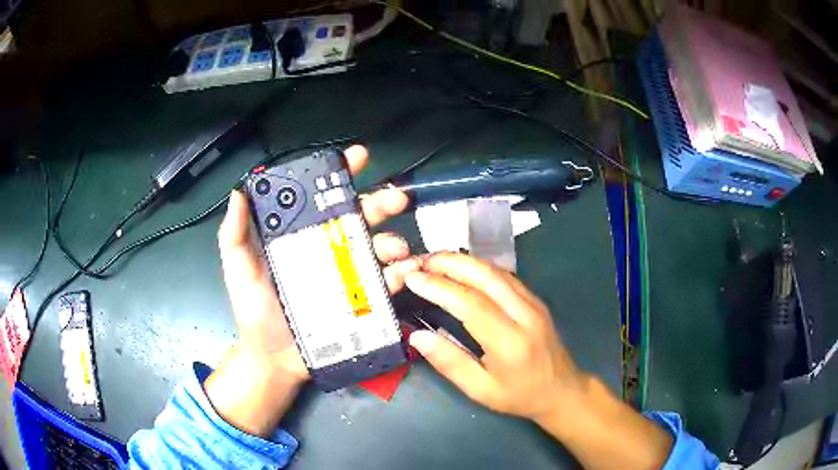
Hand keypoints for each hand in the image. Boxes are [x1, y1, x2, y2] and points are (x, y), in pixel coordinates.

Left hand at [205, 145, 419, 435]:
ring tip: (395, 248)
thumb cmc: (255, 314)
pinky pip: (385, 283)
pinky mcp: (361, 301)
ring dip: (392, 241)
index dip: (339, 175)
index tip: (358, 158)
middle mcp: (326, 250)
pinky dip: (399, 275)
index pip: (320, 199)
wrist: (276, 361)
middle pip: (357, 218)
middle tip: (396, 199)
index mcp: (299, 238)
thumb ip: (234, 235)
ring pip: (377, 247)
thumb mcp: (239, 271)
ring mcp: (347, 275)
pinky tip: (403, 272)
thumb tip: (239, 192)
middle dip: (379, 203)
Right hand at [404, 252, 584, 420]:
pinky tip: (463, 268)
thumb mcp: (480, 390)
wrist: (562, 390)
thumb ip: (450, 363)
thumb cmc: (519, 395)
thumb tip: (418, 336)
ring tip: (435, 261)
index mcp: (510, 342)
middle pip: (486, 277)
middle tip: (420, 261)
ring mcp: (534, 304)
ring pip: (497, 271)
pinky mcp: (536, 300)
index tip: (412, 279)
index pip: (471, 304)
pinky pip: (506, 276)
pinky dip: (480, 267)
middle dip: (450, 263)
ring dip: (464, 261)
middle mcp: (525, 315)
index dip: (439, 287)